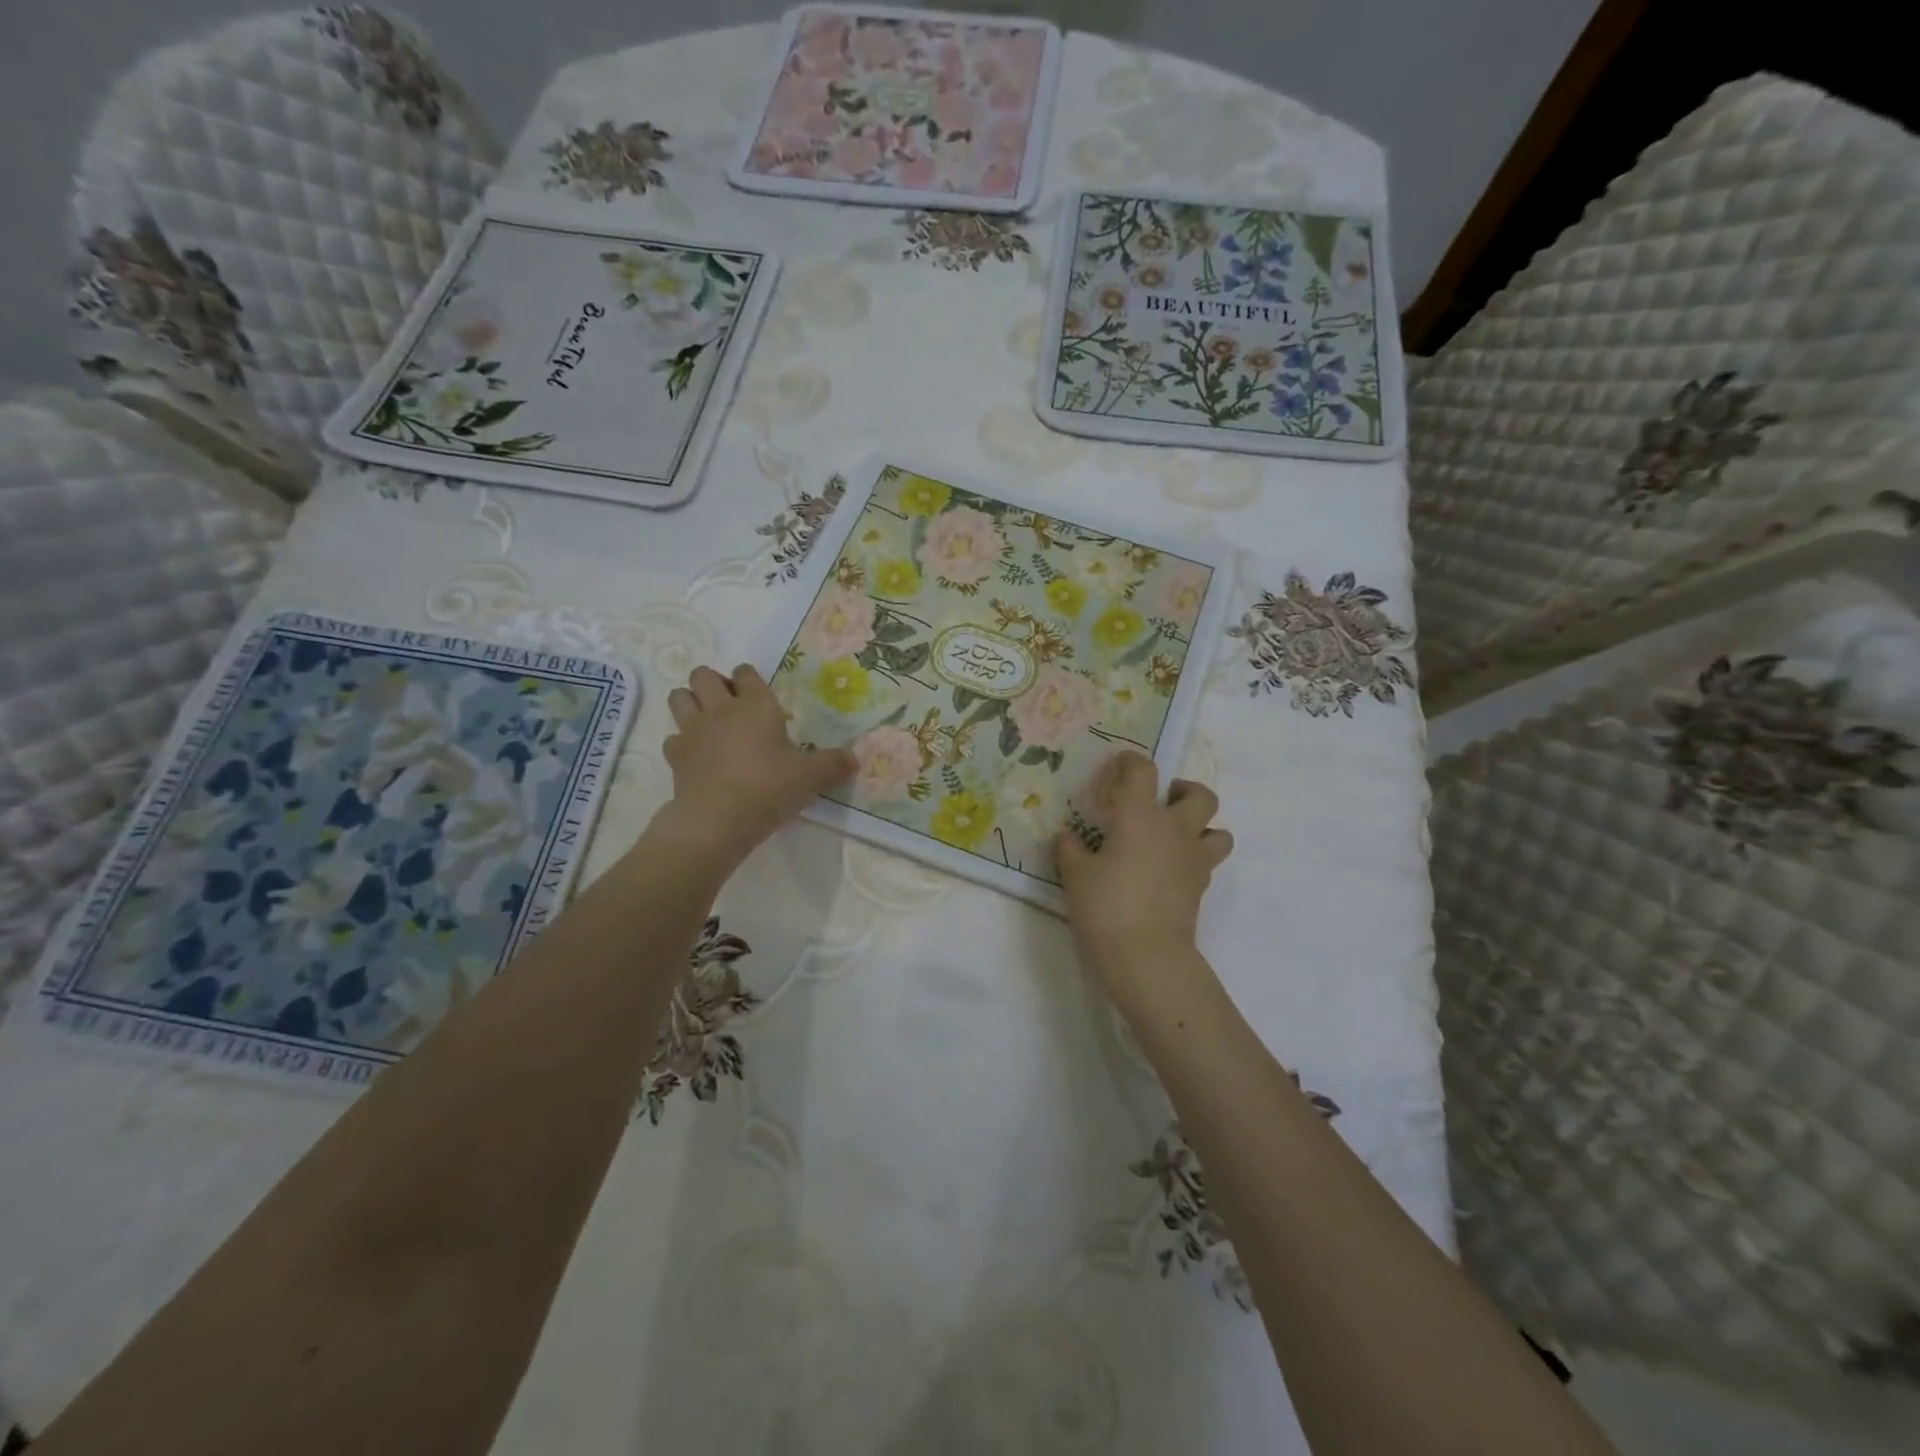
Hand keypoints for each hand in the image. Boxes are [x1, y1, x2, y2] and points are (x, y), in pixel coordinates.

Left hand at [654, 664, 855, 869]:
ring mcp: (693, 731)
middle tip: (730, 705)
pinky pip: (673, 738)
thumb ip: (834, 764)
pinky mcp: (675, 756)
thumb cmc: (769, 788)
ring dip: (690, 703)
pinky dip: (682, 743)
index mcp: (756, 706)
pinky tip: (697, 757)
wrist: (718, 820)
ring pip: (679, 697)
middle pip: (702, 675)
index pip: (746, 673)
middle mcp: (721, 709)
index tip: (758, 695)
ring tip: (707, 722)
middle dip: (713, 683)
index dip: (750, 679)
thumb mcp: (812, 777)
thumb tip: (855, 759)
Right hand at [1056, 751, 1232, 1007]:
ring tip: (1174, 837)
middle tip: (1159, 802)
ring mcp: (1194, 859)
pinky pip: (1208, 861)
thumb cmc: (1106, 907)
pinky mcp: (1201, 887)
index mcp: (1140, 815)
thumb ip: (1070, 849)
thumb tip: (1068, 837)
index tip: (1116, 768)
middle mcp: (1174, 829)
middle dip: (1182, 791)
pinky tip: (1169, 870)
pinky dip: (1195, 858)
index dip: (1130, 762)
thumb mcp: (1074, 875)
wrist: (1146, 956)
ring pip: (1219, 830)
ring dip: (1202, 827)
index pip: (1142, 770)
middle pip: (1199, 794)